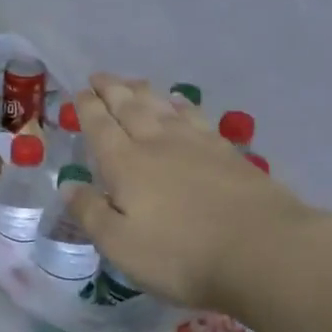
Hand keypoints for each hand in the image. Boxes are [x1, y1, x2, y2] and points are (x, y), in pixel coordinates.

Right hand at [64, 74, 318, 316]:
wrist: (264, 252)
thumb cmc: (181, 255)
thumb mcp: (120, 244)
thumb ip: (90, 212)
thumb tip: (68, 185)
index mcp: (125, 164)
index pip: (100, 126)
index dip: (87, 108)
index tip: (79, 92)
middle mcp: (156, 144)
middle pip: (130, 108)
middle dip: (112, 90)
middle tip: (100, 76)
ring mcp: (196, 145)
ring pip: (163, 107)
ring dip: (144, 92)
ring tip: (133, 82)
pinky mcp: (228, 153)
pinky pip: (197, 117)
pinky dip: (182, 105)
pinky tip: (180, 102)